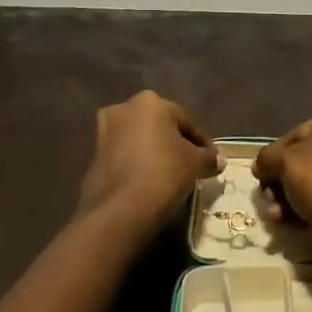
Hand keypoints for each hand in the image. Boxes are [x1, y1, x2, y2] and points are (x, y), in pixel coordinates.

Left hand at [76, 91, 220, 234]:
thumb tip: (218, 160)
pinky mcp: (93, 157)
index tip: (211, 160)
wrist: (119, 210)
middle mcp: (123, 109)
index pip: (185, 120)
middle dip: (175, 144)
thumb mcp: (195, 164)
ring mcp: (104, 132)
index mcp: (150, 102)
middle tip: (191, 165)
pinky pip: (125, 157)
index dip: (201, 142)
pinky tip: (150, 183)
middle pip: (159, 127)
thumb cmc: (163, 173)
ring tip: (171, 176)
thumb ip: (208, 158)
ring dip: (155, 154)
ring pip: (140, 141)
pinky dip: (138, 165)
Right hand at [252, 110, 311, 225]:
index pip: (298, 134)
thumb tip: (261, 166)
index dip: (274, 155)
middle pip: (309, 160)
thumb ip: (266, 157)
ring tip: (277, 216)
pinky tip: (293, 224)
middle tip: (268, 199)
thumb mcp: (281, 160)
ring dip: (293, 198)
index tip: (260, 176)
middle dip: (283, 182)